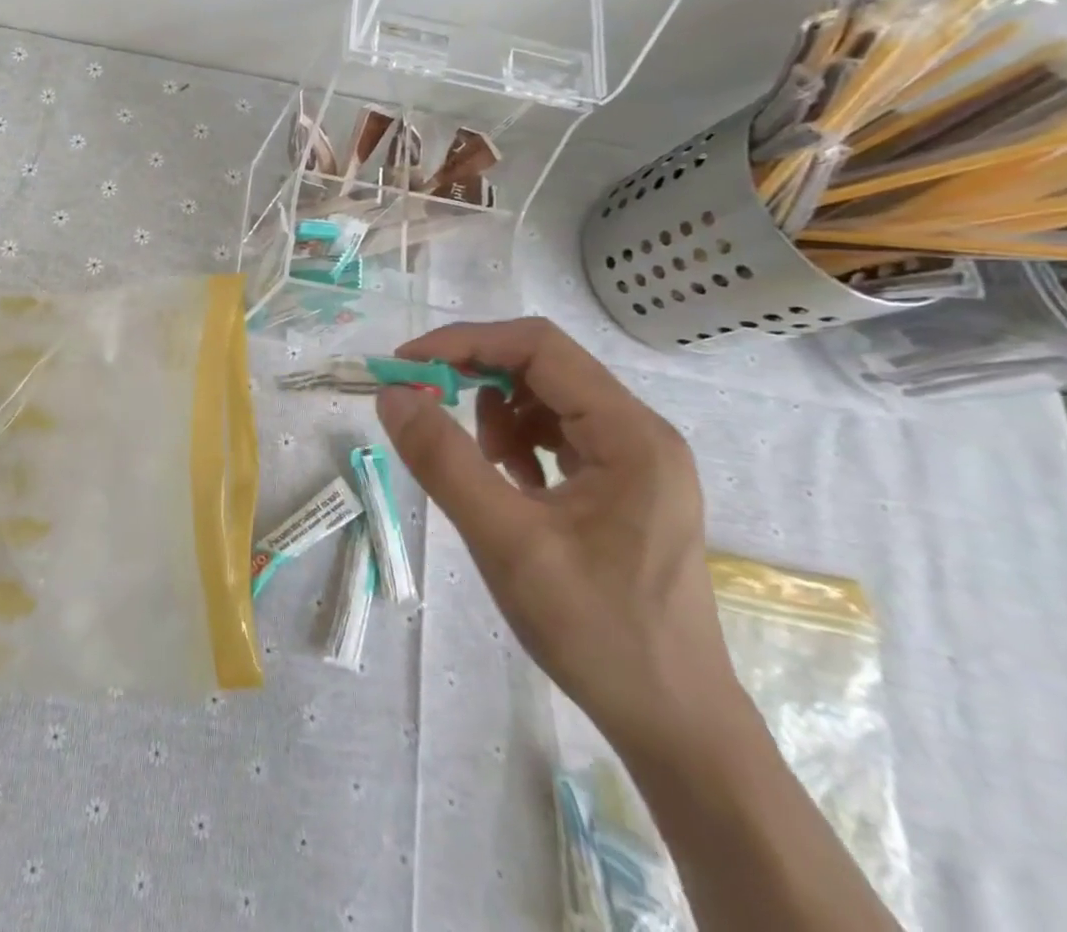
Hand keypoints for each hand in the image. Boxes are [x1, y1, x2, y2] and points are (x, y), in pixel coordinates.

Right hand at [375, 318, 742, 756]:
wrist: (674, 725)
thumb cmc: (596, 631)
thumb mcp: (507, 542)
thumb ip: (444, 462)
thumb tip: (391, 395)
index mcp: (631, 434)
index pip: (539, 347)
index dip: (466, 342)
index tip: (407, 364)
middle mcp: (642, 433)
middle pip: (545, 367)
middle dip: (476, 374)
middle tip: (423, 402)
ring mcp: (638, 461)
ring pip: (548, 398)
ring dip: (497, 413)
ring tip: (478, 463)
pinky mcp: (625, 487)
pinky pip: (560, 435)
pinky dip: (518, 442)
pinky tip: (507, 482)